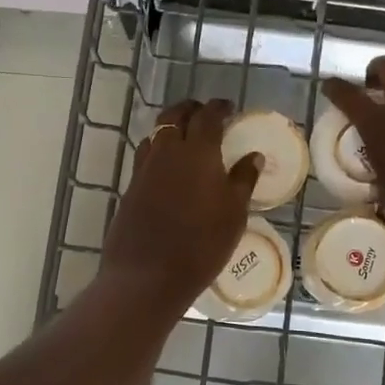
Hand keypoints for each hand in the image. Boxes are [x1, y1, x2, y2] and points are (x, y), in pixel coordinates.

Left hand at [102, 99, 260, 306]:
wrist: (147, 276)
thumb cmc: (201, 244)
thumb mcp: (234, 213)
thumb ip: (243, 180)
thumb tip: (253, 156)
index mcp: (197, 151)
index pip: (208, 116)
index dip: (219, 108)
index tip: (229, 108)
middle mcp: (167, 151)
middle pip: (175, 116)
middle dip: (191, 109)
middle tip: (206, 115)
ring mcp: (144, 168)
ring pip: (156, 133)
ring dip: (172, 127)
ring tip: (186, 136)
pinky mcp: (131, 187)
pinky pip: (146, 155)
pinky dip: (159, 149)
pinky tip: (169, 167)